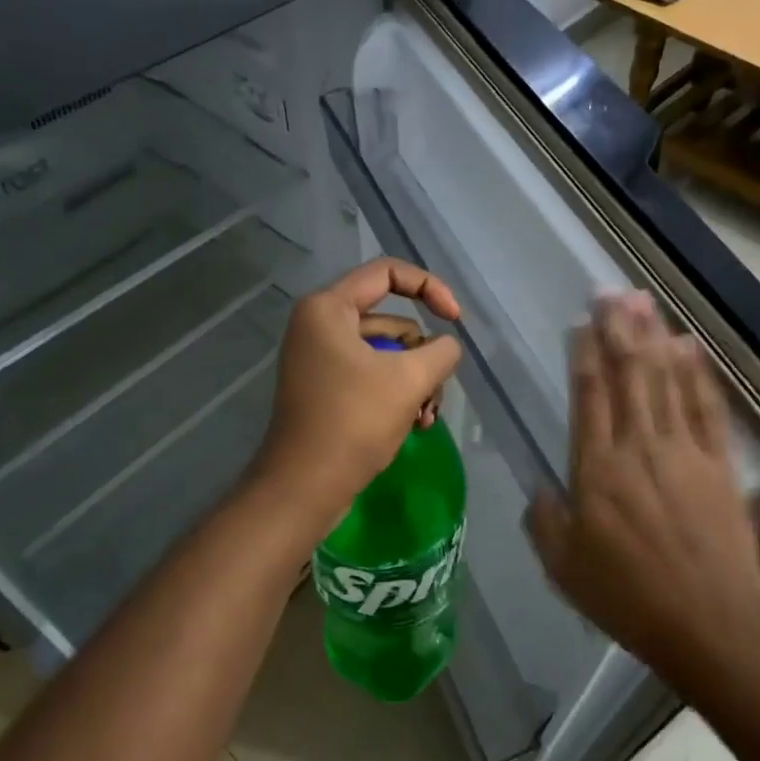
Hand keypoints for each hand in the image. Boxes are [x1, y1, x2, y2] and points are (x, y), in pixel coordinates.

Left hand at [253, 259, 462, 527]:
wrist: (304, 487)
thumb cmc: (353, 422)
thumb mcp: (409, 380)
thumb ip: (440, 351)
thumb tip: (445, 348)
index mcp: (328, 308)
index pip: (388, 272)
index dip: (429, 287)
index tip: (455, 318)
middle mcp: (319, 325)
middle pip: (391, 320)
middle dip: (422, 355)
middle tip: (435, 390)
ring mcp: (320, 358)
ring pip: (387, 353)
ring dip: (415, 381)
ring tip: (425, 417)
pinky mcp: (326, 388)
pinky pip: (372, 376)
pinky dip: (397, 395)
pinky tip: (415, 425)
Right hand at [527, 293, 759, 683]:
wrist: (712, 625)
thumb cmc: (630, 598)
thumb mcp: (565, 569)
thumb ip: (545, 523)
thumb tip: (541, 490)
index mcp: (597, 469)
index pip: (589, 396)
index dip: (584, 354)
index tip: (582, 323)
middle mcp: (639, 446)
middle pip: (628, 374)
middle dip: (618, 329)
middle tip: (610, 291)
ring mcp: (684, 450)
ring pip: (665, 380)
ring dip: (653, 337)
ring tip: (642, 301)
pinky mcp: (719, 463)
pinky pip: (707, 407)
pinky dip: (698, 373)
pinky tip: (690, 345)